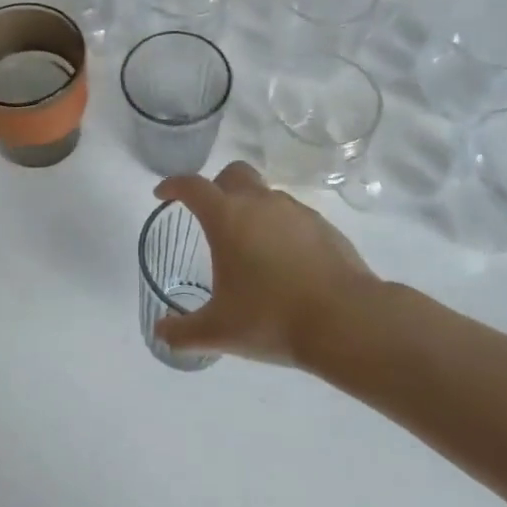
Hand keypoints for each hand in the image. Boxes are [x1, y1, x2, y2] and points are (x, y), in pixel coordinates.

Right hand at [153, 161, 380, 366]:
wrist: (346, 320)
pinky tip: (283, 261)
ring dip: (251, 208)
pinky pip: (292, 215)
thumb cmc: (271, 318)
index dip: (173, 186)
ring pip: (265, 194)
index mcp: (227, 217)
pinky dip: (280, 227)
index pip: (192, 186)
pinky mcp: (323, 226)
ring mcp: (296, 211)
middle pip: (233, 173)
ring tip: (249, 245)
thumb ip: (182, 333)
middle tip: (210, 215)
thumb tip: (160, 333)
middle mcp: (260, 203)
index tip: (162, 194)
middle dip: (216, 186)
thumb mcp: (219, 332)